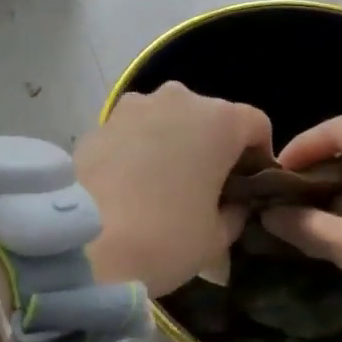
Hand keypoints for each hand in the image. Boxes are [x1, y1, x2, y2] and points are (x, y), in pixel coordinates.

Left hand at [76, 82, 271, 295]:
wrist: (83, 243)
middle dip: (213, 147)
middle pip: (210, 117)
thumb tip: (232, 202)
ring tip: (163, 186)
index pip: (256, 126)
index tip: (247, 190)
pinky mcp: (100, 120)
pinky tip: (129, 185)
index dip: (258, 157)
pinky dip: (140, 149)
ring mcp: (135, 105)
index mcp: (219, 120)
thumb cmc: (166, 237)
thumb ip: (235, 211)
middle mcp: (179, 98)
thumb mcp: (217, 237)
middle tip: (205, 190)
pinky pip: (134, 131)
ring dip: (174, 143)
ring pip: (169, 119)